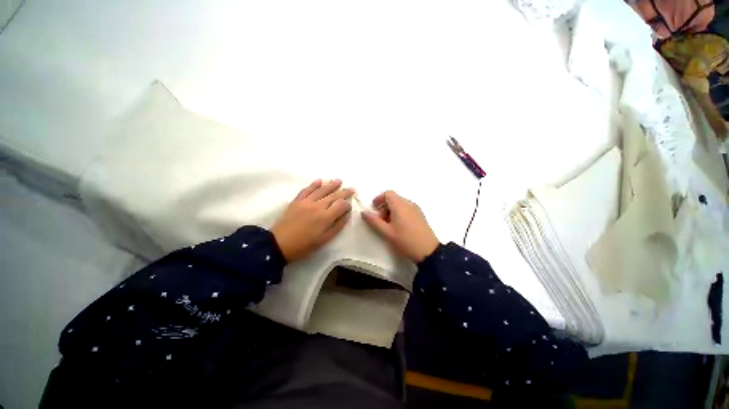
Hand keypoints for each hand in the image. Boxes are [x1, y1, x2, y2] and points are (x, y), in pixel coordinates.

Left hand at [271, 179, 353, 261]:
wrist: (279, 244)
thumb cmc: (304, 245)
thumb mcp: (324, 239)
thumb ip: (338, 226)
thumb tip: (347, 214)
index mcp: (325, 217)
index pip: (341, 205)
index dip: (347, 205)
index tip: (349, 207)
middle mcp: (317, 205)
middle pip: (334, 195)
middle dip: (344, 192)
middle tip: (352, 189)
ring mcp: (306, 201)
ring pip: (321, 190)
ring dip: (331, 184)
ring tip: (339, 181)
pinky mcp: (297, 200)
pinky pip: (307, 190)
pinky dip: (314, 184)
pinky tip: (319, 181)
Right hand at [361, 191, 438, 262]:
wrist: (428, 251)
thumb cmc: (405, 240)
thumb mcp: (387, 232)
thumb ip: (374, 221)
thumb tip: (364, 212)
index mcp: (400, 205)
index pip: (388, 193)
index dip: (379, 199)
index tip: (374, 208)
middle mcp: (408, 203)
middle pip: (394, 198)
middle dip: (384, 206)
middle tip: (380, 219)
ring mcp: (416, 208)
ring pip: (400, 203)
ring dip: (391, 210)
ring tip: (389, 224)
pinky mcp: (420, 214)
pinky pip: (407, 208)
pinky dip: (399, 212)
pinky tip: (399, 226)